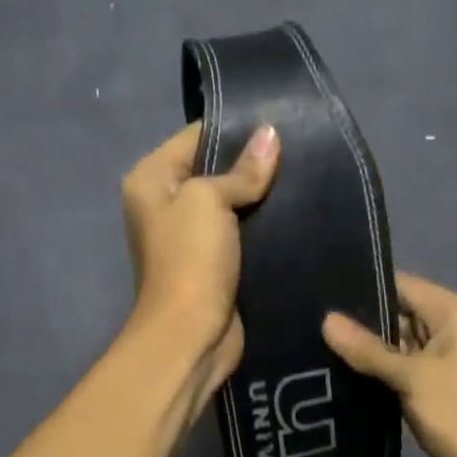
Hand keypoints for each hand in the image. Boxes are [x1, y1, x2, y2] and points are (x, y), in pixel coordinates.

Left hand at [120, 120, 279, 404]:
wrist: (191, 334)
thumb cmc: (190, 259)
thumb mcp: (209, 201)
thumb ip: (242, 169)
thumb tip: (271, 134)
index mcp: (151, 178)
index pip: (196, 135)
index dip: (236, 128)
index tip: (281, 122)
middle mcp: (166, 201)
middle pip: (215, 167)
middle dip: (253, 161)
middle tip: (301, 147)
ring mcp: (190, 233)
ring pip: (232, 200)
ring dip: (262, 193)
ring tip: (305, 173)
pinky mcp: (215, 259)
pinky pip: (242, 228)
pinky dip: (264, 220)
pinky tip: (297, 207)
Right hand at [322, 273, 456, 456]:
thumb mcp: (411, 377)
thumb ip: (367, 348)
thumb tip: (326, 320)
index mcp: (453, 314)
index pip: (403, 285)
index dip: (366, 286)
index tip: (324, 288)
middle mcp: (448, 329)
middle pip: (397, 312)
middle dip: (360, 318)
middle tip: (312, 316)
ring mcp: (437, 359)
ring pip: (393, 341)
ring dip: (364, 345)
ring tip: (316, 338)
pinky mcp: (427, 385)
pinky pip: (395, 366)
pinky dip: (373, 367)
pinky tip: (337, 366)